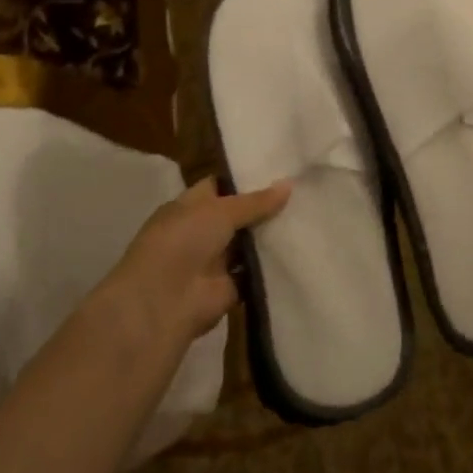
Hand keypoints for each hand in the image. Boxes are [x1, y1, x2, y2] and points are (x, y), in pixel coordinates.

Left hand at [104, 177, 289, 344]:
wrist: (164, 301)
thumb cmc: (183, 241)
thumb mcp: (221, 211)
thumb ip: (256, 201)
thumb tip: (289, 184)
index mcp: (189, 207)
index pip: (220, 186)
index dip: (246, 180)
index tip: (279, 171)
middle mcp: (201, 231)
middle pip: (238, 215)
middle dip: (265, 207)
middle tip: (301, 193)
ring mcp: (214, 261)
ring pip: (248, 244)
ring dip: (271, 236)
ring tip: (308, 218)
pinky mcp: (229, 287)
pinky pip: (255, 271)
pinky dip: (273, 265)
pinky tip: (300, 250)